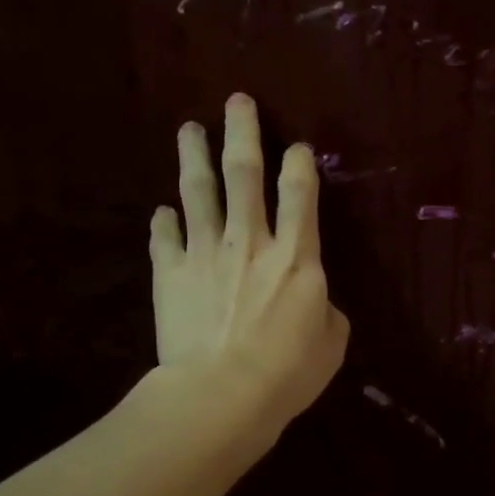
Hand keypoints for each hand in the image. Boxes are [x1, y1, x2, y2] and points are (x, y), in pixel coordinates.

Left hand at [149, 93, 349, 429]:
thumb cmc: (288, 372)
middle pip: (244, 173)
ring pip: (199, 191)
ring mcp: (204, 252)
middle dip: (242, 131)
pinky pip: (163, 238)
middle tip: (236, 100)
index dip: (299, 163)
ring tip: (189, 129)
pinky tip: (163, 212)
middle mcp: (249, 240)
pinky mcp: (169, 274)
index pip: (300, 193)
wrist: (221, 395)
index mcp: (296, 255)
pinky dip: (163, 222)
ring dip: (194, 155)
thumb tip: (311, 300)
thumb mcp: (331, 342)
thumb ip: (323, 309)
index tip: (297, 147)